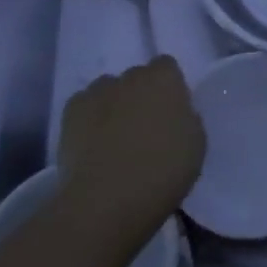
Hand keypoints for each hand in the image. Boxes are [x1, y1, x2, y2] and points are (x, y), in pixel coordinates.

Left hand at [55, 56, 205, 252]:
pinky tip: (92, 144)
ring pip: (108, 90)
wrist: (107, 200)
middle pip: (137, 78)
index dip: (168, 88)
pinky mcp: (69, 113)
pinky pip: (83, 107)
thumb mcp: (196, 144)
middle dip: (140, 96)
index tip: (171, 113)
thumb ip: (187, 119)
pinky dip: (88, 120)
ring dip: (113, 105)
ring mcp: (97, 92)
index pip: (167, 67)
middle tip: (144, 128)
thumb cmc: (163, 171)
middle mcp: (130, 76)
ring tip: (114, 138)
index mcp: (165, 79)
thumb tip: (175, 116)